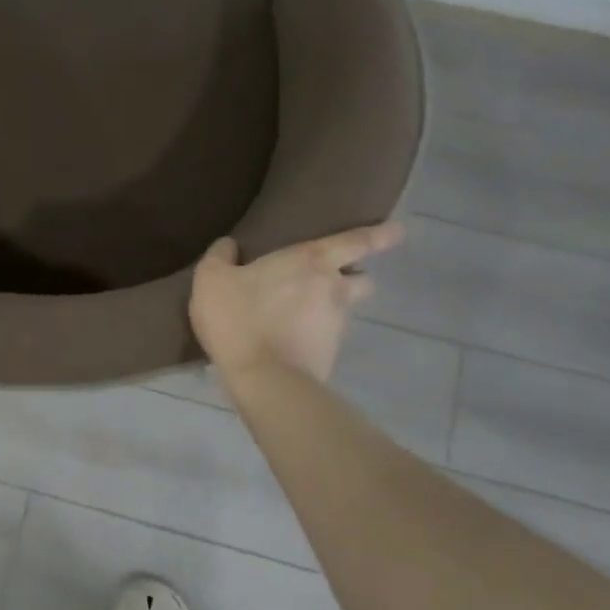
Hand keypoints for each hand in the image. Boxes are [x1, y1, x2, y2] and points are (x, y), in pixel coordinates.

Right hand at [189, 223, 403, 383]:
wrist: (264, 379)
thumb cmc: (239, 317)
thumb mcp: (211, 279)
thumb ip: (220, 256)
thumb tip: (229, 245)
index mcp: (312, 260)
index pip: (357, 241)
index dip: (380, 234)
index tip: (398, 230)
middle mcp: (334, 288)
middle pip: (362, 277)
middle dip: (354, 274)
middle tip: (333, 276)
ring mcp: (337, 324)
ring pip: (346, 308)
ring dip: (332, 306)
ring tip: (303, 312)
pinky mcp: (331, 354)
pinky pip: (329, 336)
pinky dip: (317, 334)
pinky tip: (292, 338)